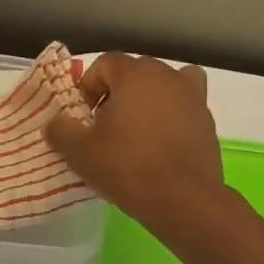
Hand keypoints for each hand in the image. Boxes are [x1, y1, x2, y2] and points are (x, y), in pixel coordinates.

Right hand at [45, 52, 225, 238]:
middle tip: (104, 125)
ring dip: (148, 102)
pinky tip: (158, 148)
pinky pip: (183, 111)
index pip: (105, 63)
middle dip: (116, 93)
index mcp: (136, 74)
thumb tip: (55, 124)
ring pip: (165, 88)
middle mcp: (168, 77)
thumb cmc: (126, 166)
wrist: (183, 200)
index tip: (82, 116)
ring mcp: (194, 99)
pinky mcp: (208, 124)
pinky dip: (171, 120)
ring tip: (136, 133)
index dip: (88, 86)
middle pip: (136, 73)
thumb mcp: (79, 151)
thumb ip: (60, 130)